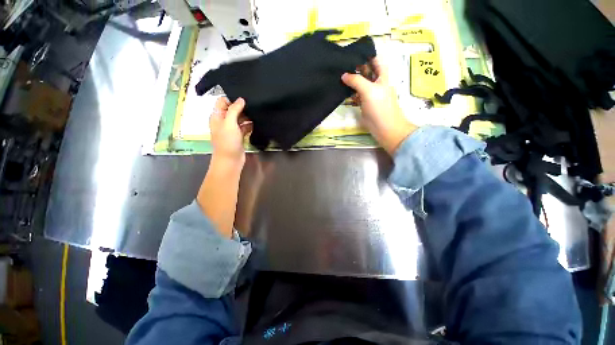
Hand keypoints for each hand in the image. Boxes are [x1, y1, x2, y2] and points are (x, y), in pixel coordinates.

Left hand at [209, 97, 252, 165]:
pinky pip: (244, 127)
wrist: (231, 160)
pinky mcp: (239, 136)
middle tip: (253, 108)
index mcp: (217, 116)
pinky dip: (249, 125)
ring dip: (247, 117)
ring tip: (256, 115)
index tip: (244, 101)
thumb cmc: (227, 141)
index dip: (232, 100)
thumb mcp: (229, 123)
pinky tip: (256, 124)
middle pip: (232, 110)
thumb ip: (234, 109)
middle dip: (242, 108)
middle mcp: (223, 121)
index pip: (223, 101)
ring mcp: (231, 129)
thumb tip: (241, 99)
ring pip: (240, 119)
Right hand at [342, 57, 416, 155]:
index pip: (375, 60)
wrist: (384, 128)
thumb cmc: (380, 107)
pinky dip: (350, 92)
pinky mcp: (364, 104)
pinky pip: (356, 95)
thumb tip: (343, 75)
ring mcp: (370, 94)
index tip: (352, 52)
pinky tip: (342, 89)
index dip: (366, 55)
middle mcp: (376, 83)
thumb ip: (356, 80)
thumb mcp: (369, 90)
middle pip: (366, 71)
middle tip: (341, 63)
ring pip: (360, 83)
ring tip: (338, 74)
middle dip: (355, 67)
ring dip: (351, 80)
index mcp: (382, 76)